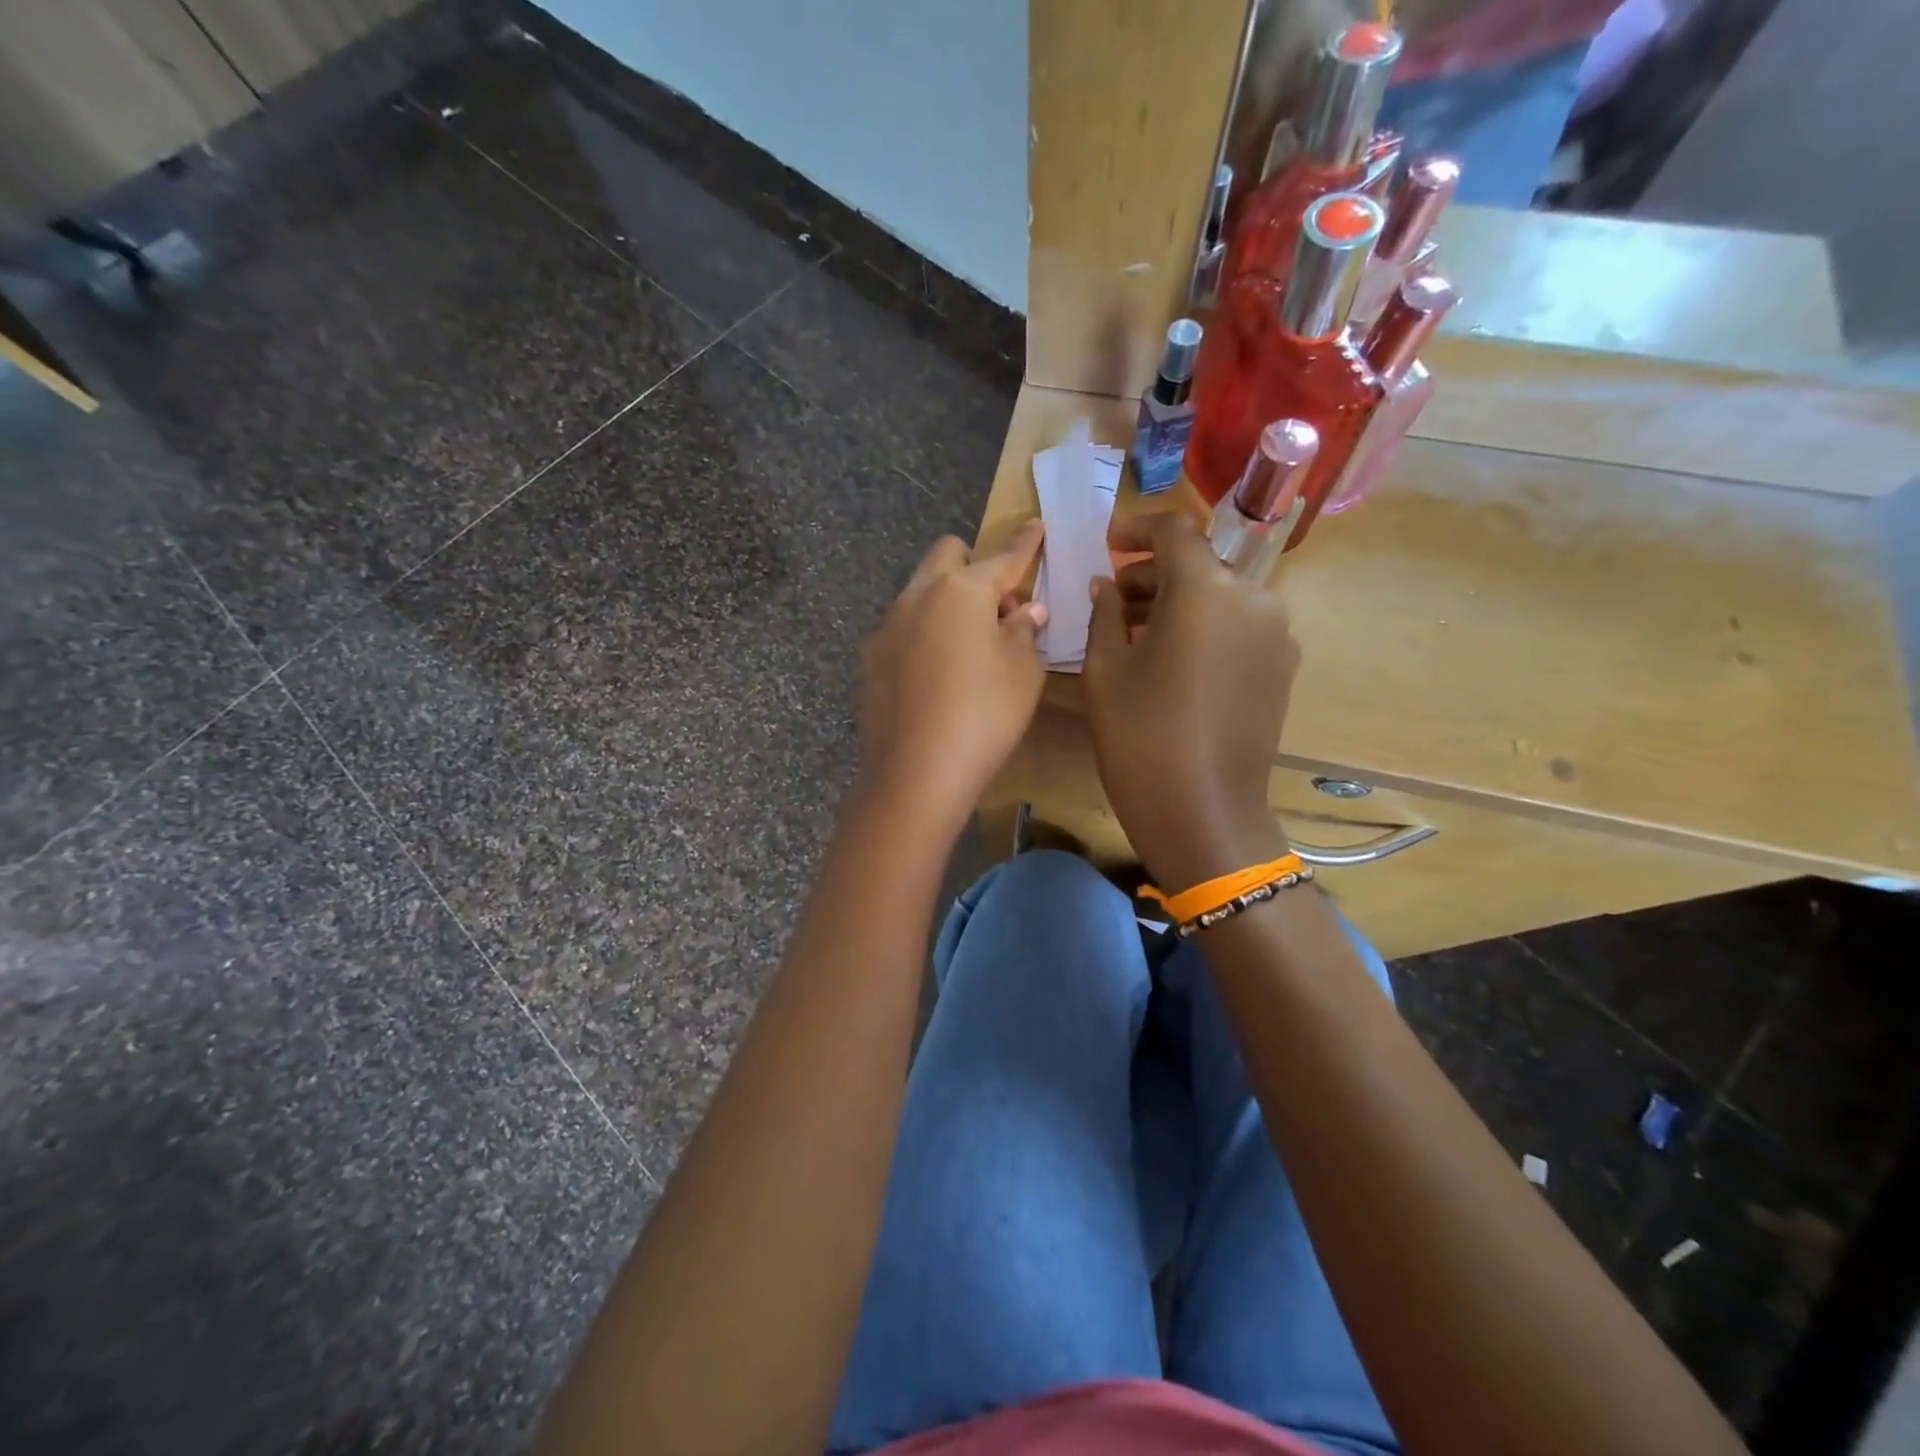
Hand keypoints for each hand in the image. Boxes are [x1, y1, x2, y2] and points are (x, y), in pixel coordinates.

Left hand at [857, 521, 1049, 833]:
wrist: (915, 773)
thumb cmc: (984, 716)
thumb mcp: (1022, 673)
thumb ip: (1024, 632)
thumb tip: (1026, 611)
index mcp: (962, 591)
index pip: (1003, 557)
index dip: (1024, 542)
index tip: (1034, 524)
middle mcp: (918, 596)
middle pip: (946, 554)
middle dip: (973, 563)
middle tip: (998, 605)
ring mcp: (887, 626)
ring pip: (919, 591)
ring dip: (946, 600)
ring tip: (967, 644)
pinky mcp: (870, 659)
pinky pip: (902, 629)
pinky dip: (923, 635)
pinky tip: (934, 675)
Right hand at [1084, 512, 1296, 889]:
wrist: (1205, 813)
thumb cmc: (1141, 738)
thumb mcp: (1104, 671)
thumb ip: (1105, 614)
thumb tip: (1107, 585)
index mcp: (1206, 590)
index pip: (1175, 530)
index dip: (1137, 529)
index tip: (1110, 546)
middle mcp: (1253, 598)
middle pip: (1199, 564)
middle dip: (1153, 573)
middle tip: (1112, 599)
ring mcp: (1276, 634)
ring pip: (1221, 596)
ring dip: (1178, 602)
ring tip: (1136, 633)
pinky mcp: (1282, 667)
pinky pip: (1238, 626)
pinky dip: (1205, 627)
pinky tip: (1172, 660)